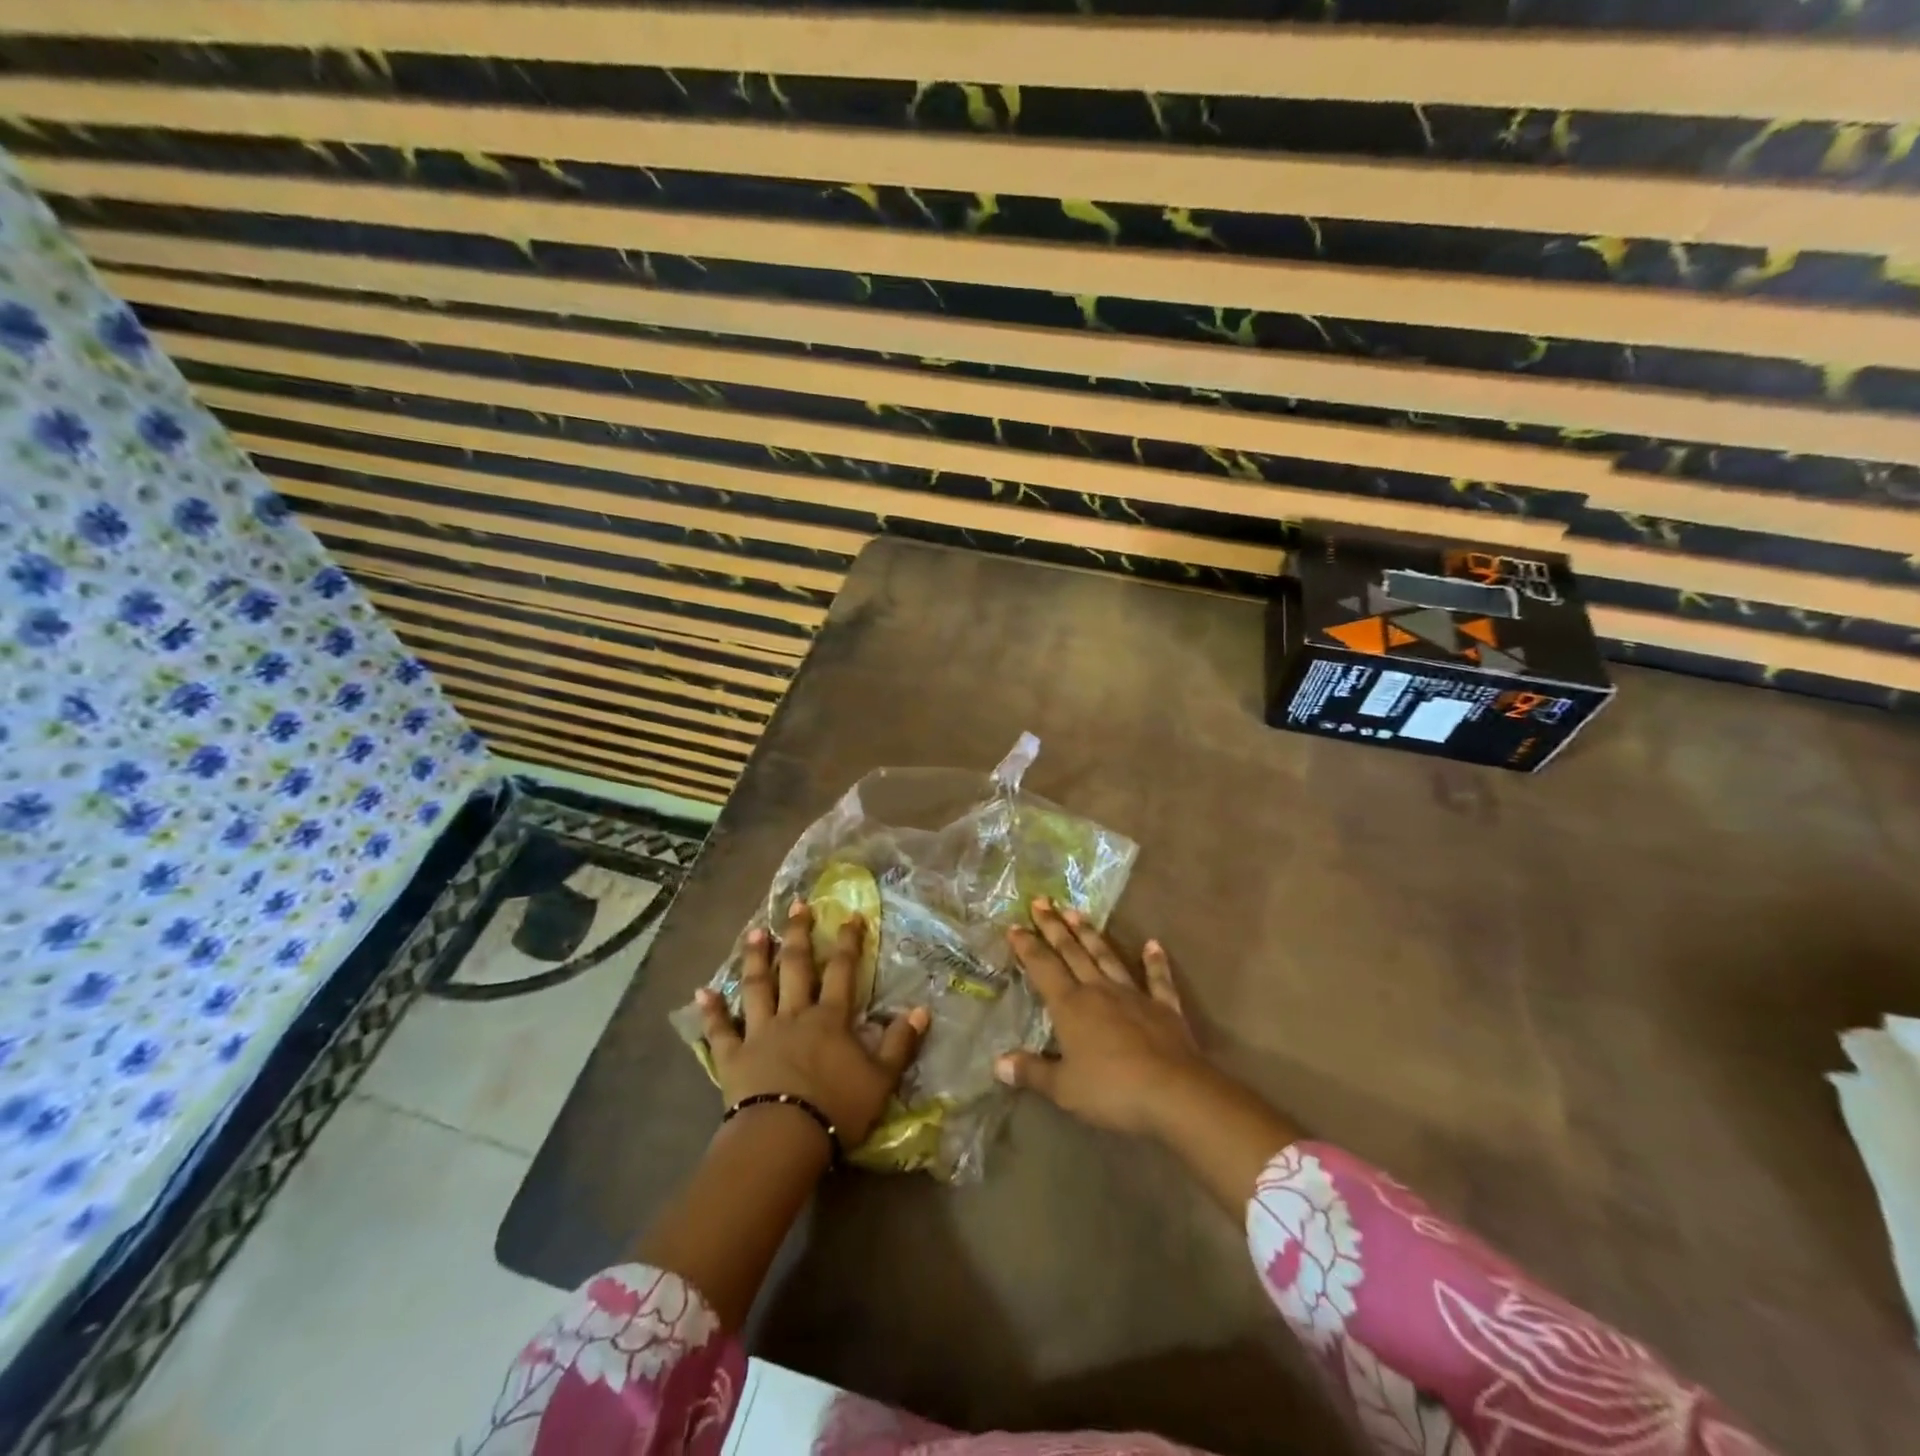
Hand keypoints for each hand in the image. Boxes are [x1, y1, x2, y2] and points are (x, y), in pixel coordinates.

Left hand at [694, 898, 927, 1150]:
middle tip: (797, 906)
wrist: (784, 1137)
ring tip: (756, 932)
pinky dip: (711, 1010)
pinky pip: (720, 1030)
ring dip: (756, 958)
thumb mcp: (881, 1079)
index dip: (848, 942)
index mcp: (830, 1019)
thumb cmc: (837, 1108)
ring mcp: (760, 1032)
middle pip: (797, 967)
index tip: (851, 916)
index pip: (843, 971)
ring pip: (757, 987)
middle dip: (799, 934)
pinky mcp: (733, 1056)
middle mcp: (794, 1015)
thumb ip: (900, 1044)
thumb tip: (922, 1010)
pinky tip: (702, 992)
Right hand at [995, 899, 1217, 1137]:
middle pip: (1072, 952)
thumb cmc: (1111, 1090)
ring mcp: (1133, 995)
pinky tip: (1153, 944)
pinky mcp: (1163, 1007)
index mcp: (1071, 1006)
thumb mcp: (1064, 1088)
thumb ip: (1031, 1072)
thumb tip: (998, 1063)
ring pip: (1107, 956)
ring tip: (1076, 911)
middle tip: (1040, 901)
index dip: (1027, 946)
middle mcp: (1098, 990)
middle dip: (1053, 927)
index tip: (1014, 926)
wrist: (1173, 1093)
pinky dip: (1155, 961)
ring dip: (1090, 934)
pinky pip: (1157, 979)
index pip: (1043, 968)